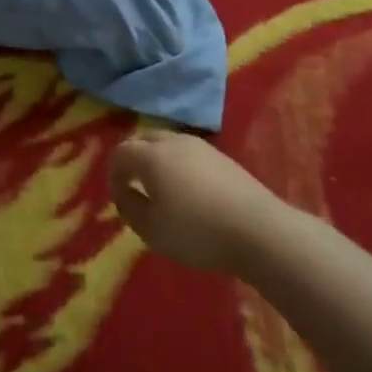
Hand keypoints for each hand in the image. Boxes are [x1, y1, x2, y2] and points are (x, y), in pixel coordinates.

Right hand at [107, 131, 279, 272]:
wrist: (258, 230)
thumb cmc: (196, 230)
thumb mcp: (150, 229)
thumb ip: (129, 207)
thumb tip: (125, 193)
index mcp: (150, 155)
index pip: (120, 153)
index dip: (113, 175)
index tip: (119, 199)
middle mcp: (173, 142)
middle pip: (143, 141)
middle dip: (134, 161)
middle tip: (136, 188)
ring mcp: (201, 146)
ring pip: (168, 144)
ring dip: (158, 161)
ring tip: (163, 190)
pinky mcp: (223, 157)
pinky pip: (189, 154)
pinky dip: (180, 166)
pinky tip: (190, 192)